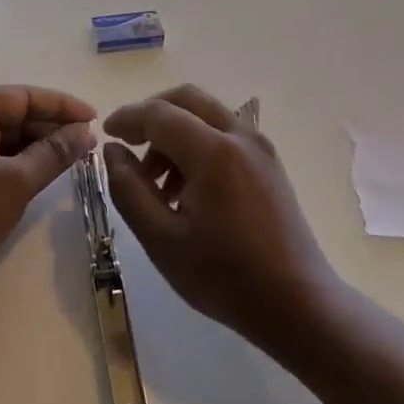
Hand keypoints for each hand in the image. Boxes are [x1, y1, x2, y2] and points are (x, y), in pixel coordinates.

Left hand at [0, 85, 96, 308]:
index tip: (95, 117)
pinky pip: (1, 159)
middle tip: (90, 141)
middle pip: (16, 115)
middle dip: (53, 126)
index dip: (61, 105)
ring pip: (10, 138)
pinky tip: (51, 171)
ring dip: (42, 146)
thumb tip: (86, 133)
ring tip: (78, 156)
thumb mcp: (14, 182)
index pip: (22, 97)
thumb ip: (53, 154)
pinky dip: (26, 163)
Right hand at [104, 84, 335, 351]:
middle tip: (129, 144)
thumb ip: (129, 189)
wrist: (298, 304)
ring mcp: (260, 148)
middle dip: (152, 114)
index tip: (105, 135)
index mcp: (213, 151)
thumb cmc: (224, 276)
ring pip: (208, 114)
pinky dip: (198, 142)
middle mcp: (240, 136)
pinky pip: (226, 133)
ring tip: (156, 182)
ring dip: (176, 131)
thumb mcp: (161, 239)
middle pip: (187, 99)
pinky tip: (187, 188)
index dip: (127, 118)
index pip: (159, 114)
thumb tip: (112, 150)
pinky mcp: (270, 164)